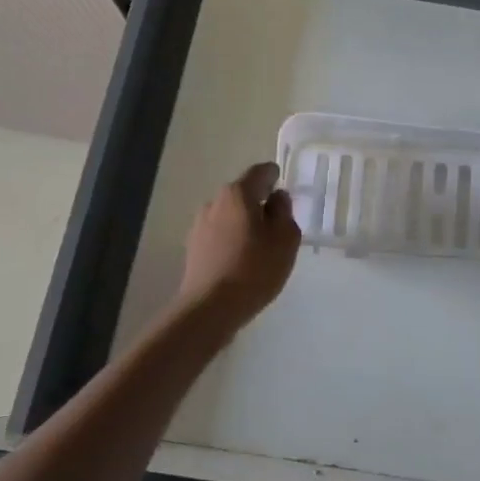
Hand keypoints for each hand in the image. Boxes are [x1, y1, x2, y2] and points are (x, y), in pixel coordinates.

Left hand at [178, 162, 301, 325]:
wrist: (210, 308)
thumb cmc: (255, 268)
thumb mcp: (285, 238)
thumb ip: (284, 211)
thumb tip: (276, 198)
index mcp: (238, 193)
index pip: (260, 172)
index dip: (275, 176)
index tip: (284, 188)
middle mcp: (215, 202)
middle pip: (243, 194)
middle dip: (260, 203)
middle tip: (277, 223)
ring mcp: (200, 225)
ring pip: (230, 215)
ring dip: (244, 223)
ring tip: (260, 247)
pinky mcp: (193, 247)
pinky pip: (220, 234)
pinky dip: (232, 240)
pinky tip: (242, 261)